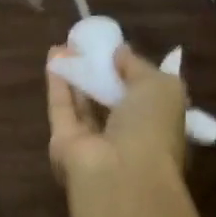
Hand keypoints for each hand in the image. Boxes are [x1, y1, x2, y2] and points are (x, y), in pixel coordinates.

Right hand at [46, 42, 188, 188]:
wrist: (118, 172)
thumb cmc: (152, 129)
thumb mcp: (162, 87)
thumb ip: (138, 65)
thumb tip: (119, 51)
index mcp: (159, 128)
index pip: (145, 99)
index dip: (131, 72)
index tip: (116, 49)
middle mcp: (127, 137)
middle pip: (110, 100)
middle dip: (100, 71)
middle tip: (88, 44)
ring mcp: (93, 141)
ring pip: (83, 102)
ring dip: (76, 72)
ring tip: (67, 43)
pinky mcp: (63, 140)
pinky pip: (61, 105)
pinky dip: (57, 80)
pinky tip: (54, 54)